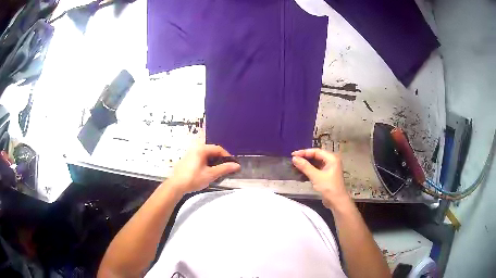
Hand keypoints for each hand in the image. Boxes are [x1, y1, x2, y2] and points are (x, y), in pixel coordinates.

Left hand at [168, 144, 239, 194]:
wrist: (176, 185)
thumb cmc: (193, 179)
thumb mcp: (211, 174)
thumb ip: (224, 169)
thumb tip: (237, 166)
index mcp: (201, 149)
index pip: (218, 149)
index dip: (227, 157)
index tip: (232, 165)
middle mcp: (195, 148)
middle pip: (212, 151)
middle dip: (220, 160)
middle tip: (226, 169)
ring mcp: (190, 153)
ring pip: (206, 155)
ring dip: (213, 162)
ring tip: (217, 172)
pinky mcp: (186, 159)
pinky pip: (200, 158)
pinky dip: (206, 163)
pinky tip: (207, 172)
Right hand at [292, 148, 349, 208]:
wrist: (337, 202)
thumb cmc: (329, 187)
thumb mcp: (316, 176)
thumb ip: (305, 166)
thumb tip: (294, 158)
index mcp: (331, 158)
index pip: (316, 151)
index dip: (304, 152)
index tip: (293, 155)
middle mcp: (331, 161)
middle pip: (315, 156)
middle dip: (304, 158)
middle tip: (293, 160)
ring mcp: (328, 169)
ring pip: (315, 163)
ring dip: (305, 165)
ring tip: (295, 167)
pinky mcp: (325, 175)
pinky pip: (315, 170)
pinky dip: (308, 171)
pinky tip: (300, 173)